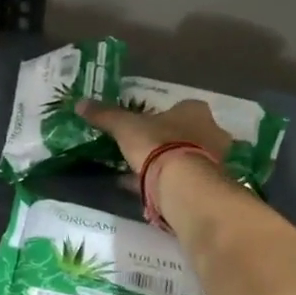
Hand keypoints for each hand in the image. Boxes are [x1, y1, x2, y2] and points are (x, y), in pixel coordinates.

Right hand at [77, 97, 231, 173]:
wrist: (181, 182)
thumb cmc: (157, 144)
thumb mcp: (125, 127)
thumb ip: (106, 115)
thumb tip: (80, 103)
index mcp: (196, 110)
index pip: (181, 109)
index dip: (163, 118)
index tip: (147, 128)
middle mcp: (212, 132)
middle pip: (188, 134)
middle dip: (169, 142)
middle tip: (146, 152)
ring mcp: (215, 160)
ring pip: (189, 159)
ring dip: (171, 165)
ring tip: (145, 174)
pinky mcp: (209, 186)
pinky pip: (186, 180)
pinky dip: (170, 183)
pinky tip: (149, 191)